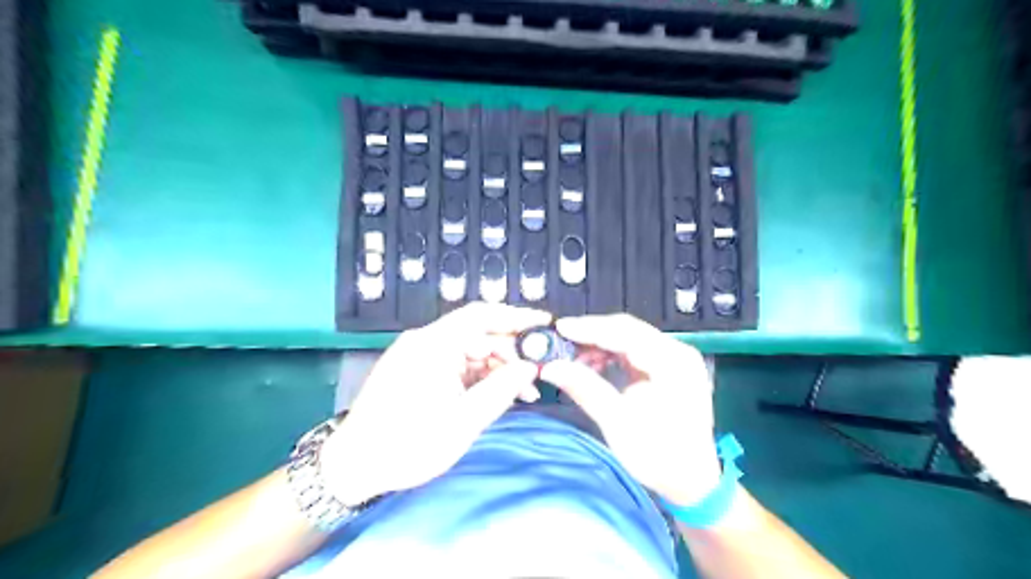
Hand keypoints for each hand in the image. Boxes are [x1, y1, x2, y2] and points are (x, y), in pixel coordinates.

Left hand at [321, 306, 551, 504]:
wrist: (353, 467)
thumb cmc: (407, 445)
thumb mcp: (463, 421)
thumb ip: (501, 390)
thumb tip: (531, 368)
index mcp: (433, 344)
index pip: (482, 315)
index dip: (517, 317)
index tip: (546, 325)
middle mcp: (426, 341)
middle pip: (479, 335)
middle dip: (512, 353)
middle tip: (540, 373)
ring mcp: (421, 355)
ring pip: (472, 351)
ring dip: (499, 368)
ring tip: (524, 392)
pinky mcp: (420, 371)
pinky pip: (459, 365)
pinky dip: (480, 377)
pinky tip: (499, 394)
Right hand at [543, 313, 717, 507]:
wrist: (692, 482)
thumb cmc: (659, 456)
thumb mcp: (617, 422)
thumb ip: (584, 388)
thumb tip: (550, 367)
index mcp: (672, 362)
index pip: (624, 333)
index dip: (589, 328)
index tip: (559, 328)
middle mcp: (678, 352)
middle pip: (628, 330)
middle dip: (592, 334)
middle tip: (561, 341)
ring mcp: (675, 359)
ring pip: (629, 338)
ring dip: (600, 345)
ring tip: (574, 359)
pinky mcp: (669, 369)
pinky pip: (635, 351)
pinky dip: (611, 355)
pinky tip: (593, 365)